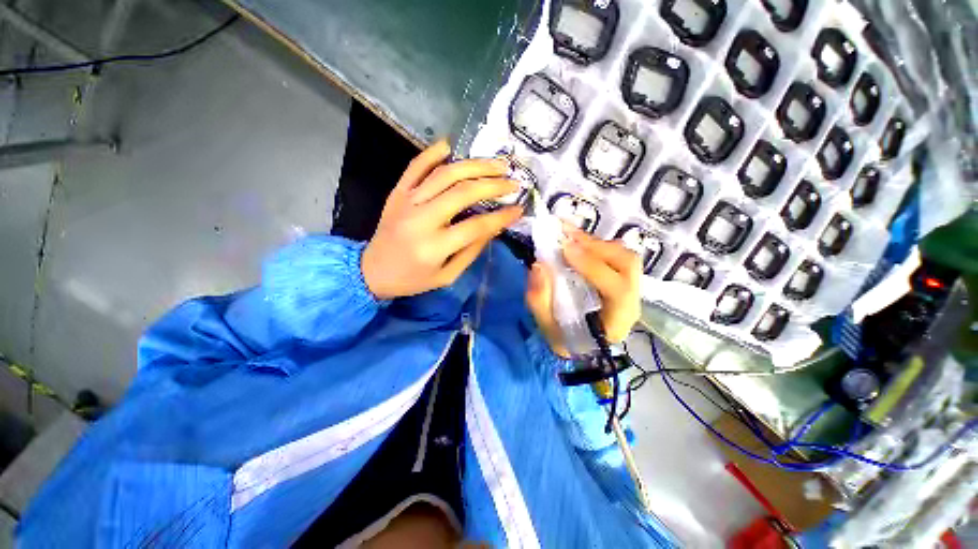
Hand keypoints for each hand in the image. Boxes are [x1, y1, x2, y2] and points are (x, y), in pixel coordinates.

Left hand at [361, 140, 522, 299]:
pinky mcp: (397, 192)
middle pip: (463, 192)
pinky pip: (416, 165)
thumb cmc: (413, 279)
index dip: (501, 217)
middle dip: (493, 184)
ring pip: (445, 174)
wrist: (372, 271)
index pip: (476, 226)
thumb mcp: (447, 276)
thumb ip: (471, 251)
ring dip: (475, 165)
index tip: (518, 209)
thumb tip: (494, 227)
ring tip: (497, 164)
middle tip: (513, 182)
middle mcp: (421, 219)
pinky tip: (452, 145)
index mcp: (434, 247)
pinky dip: (434, 153)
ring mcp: (407, 201)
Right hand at [525, 226, 642, 356]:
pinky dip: (595, 244)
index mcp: (617, 320)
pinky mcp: (622, 277)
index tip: (565, 249)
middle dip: (596, 247)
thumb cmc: (566, 338)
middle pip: (627, 265)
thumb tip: (539, 265)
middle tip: (566, 237)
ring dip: (595, 242)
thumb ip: (540, 300)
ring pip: (624, 255)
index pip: (617, 290)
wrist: (582, 344)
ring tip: (568, 235)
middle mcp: (631, 301)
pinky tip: (576, 240)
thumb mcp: (547, 327)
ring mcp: (631, 287)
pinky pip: (616, 254)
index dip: (593, 267)